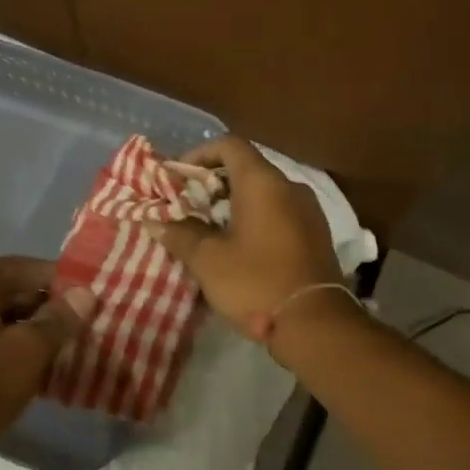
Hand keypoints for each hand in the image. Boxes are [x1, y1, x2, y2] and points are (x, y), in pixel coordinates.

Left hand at [0, 257, 95, 467]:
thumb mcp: (29, 350)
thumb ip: (60, 318)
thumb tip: (85, 294)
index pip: (22, 267)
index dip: (60, 280)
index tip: (90, 297)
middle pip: (8, 292)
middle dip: (46, 308)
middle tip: (82, 324)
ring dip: (30, 332)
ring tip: (65, 348)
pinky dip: (9, 350)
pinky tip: (36, 370)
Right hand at [146, 135, 343, 340]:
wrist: (315, 325)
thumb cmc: (256, 283)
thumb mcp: (208, 260)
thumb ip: (179, 234)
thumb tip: (154, 221)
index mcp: (262, 182)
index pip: (229, 145)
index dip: (199, 155)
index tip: (178, 177)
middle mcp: (289, 186)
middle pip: (247, 167)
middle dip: (213, 182)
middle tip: (187, 206)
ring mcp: (308, 210)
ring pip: (264, 192)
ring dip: (234, 202)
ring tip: (208, 228)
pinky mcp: (316, 234)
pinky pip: (279, 212)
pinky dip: (256, 217)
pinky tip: (239, 246)